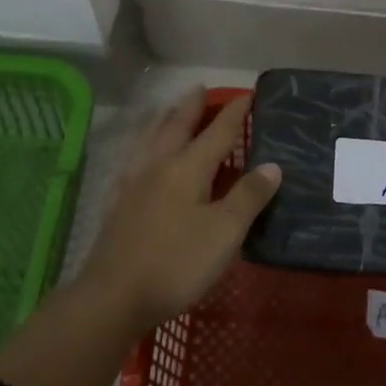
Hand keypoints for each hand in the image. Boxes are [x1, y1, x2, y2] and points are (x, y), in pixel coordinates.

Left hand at [79, 87, 281, 329]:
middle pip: (176, 127)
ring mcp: (133, 184)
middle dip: (192, 107)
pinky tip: (139, 157)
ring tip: (169, 111)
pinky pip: (133, 160)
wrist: (113, 296)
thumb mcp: (225, 232)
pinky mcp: (118, 204)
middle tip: (201, 89)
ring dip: (164, 121)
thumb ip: (249, 196)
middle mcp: (158, 166)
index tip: (246, 94)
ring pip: (150, 140)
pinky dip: (143, 146)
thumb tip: (272, 165)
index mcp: (187, 168)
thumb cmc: (177, 263)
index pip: (217, 132)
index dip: (234, 113)